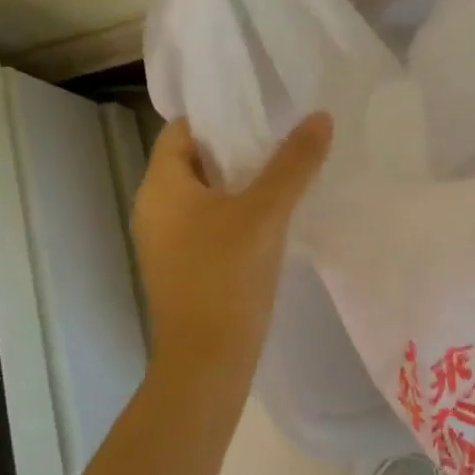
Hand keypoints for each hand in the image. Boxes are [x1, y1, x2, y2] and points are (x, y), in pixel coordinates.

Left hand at [132, 113, 332, 385]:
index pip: (183, 129)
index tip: (262, 110)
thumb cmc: (227, 277)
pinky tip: (272, 217)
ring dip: (240, 182)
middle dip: (238, 148)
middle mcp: (154, 208)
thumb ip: (294, 163)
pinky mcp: (182, 267)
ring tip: (285, 171)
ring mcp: (166, 241)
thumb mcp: (266, 213)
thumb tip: (320, 117)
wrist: (207, 364)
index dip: (220, 115)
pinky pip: (208, 223)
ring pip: (205, 194)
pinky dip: (236, 212)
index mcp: (161, 186)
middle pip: (195, 160)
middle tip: (283, 136)